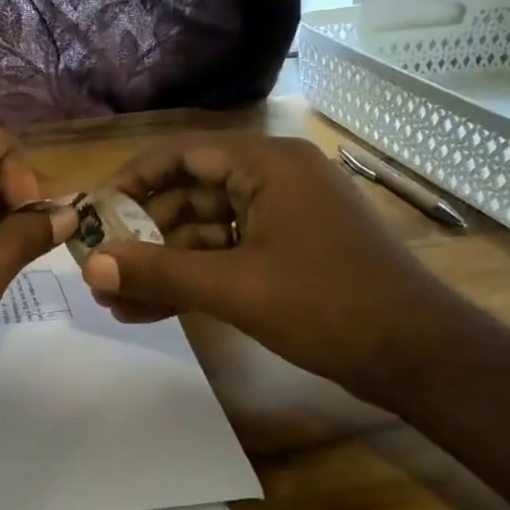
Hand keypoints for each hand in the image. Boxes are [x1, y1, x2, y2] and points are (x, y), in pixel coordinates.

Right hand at [79, 135, 456, 404]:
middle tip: (102, 269)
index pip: (183, 153)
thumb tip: (90, 268)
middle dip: (144, 235)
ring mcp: (285, 217)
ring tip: (117, 302)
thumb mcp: (235, 287)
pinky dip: (195, 278)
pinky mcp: (289, 252)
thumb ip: (158, 272)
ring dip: (164, 264)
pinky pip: (229, 255)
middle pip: (191, 194)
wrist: (420, 356)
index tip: (94, 212)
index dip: (132, 180)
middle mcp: (275, 179)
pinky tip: (153, 309)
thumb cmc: (328, 306)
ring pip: (206, 231)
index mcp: (269, 165)